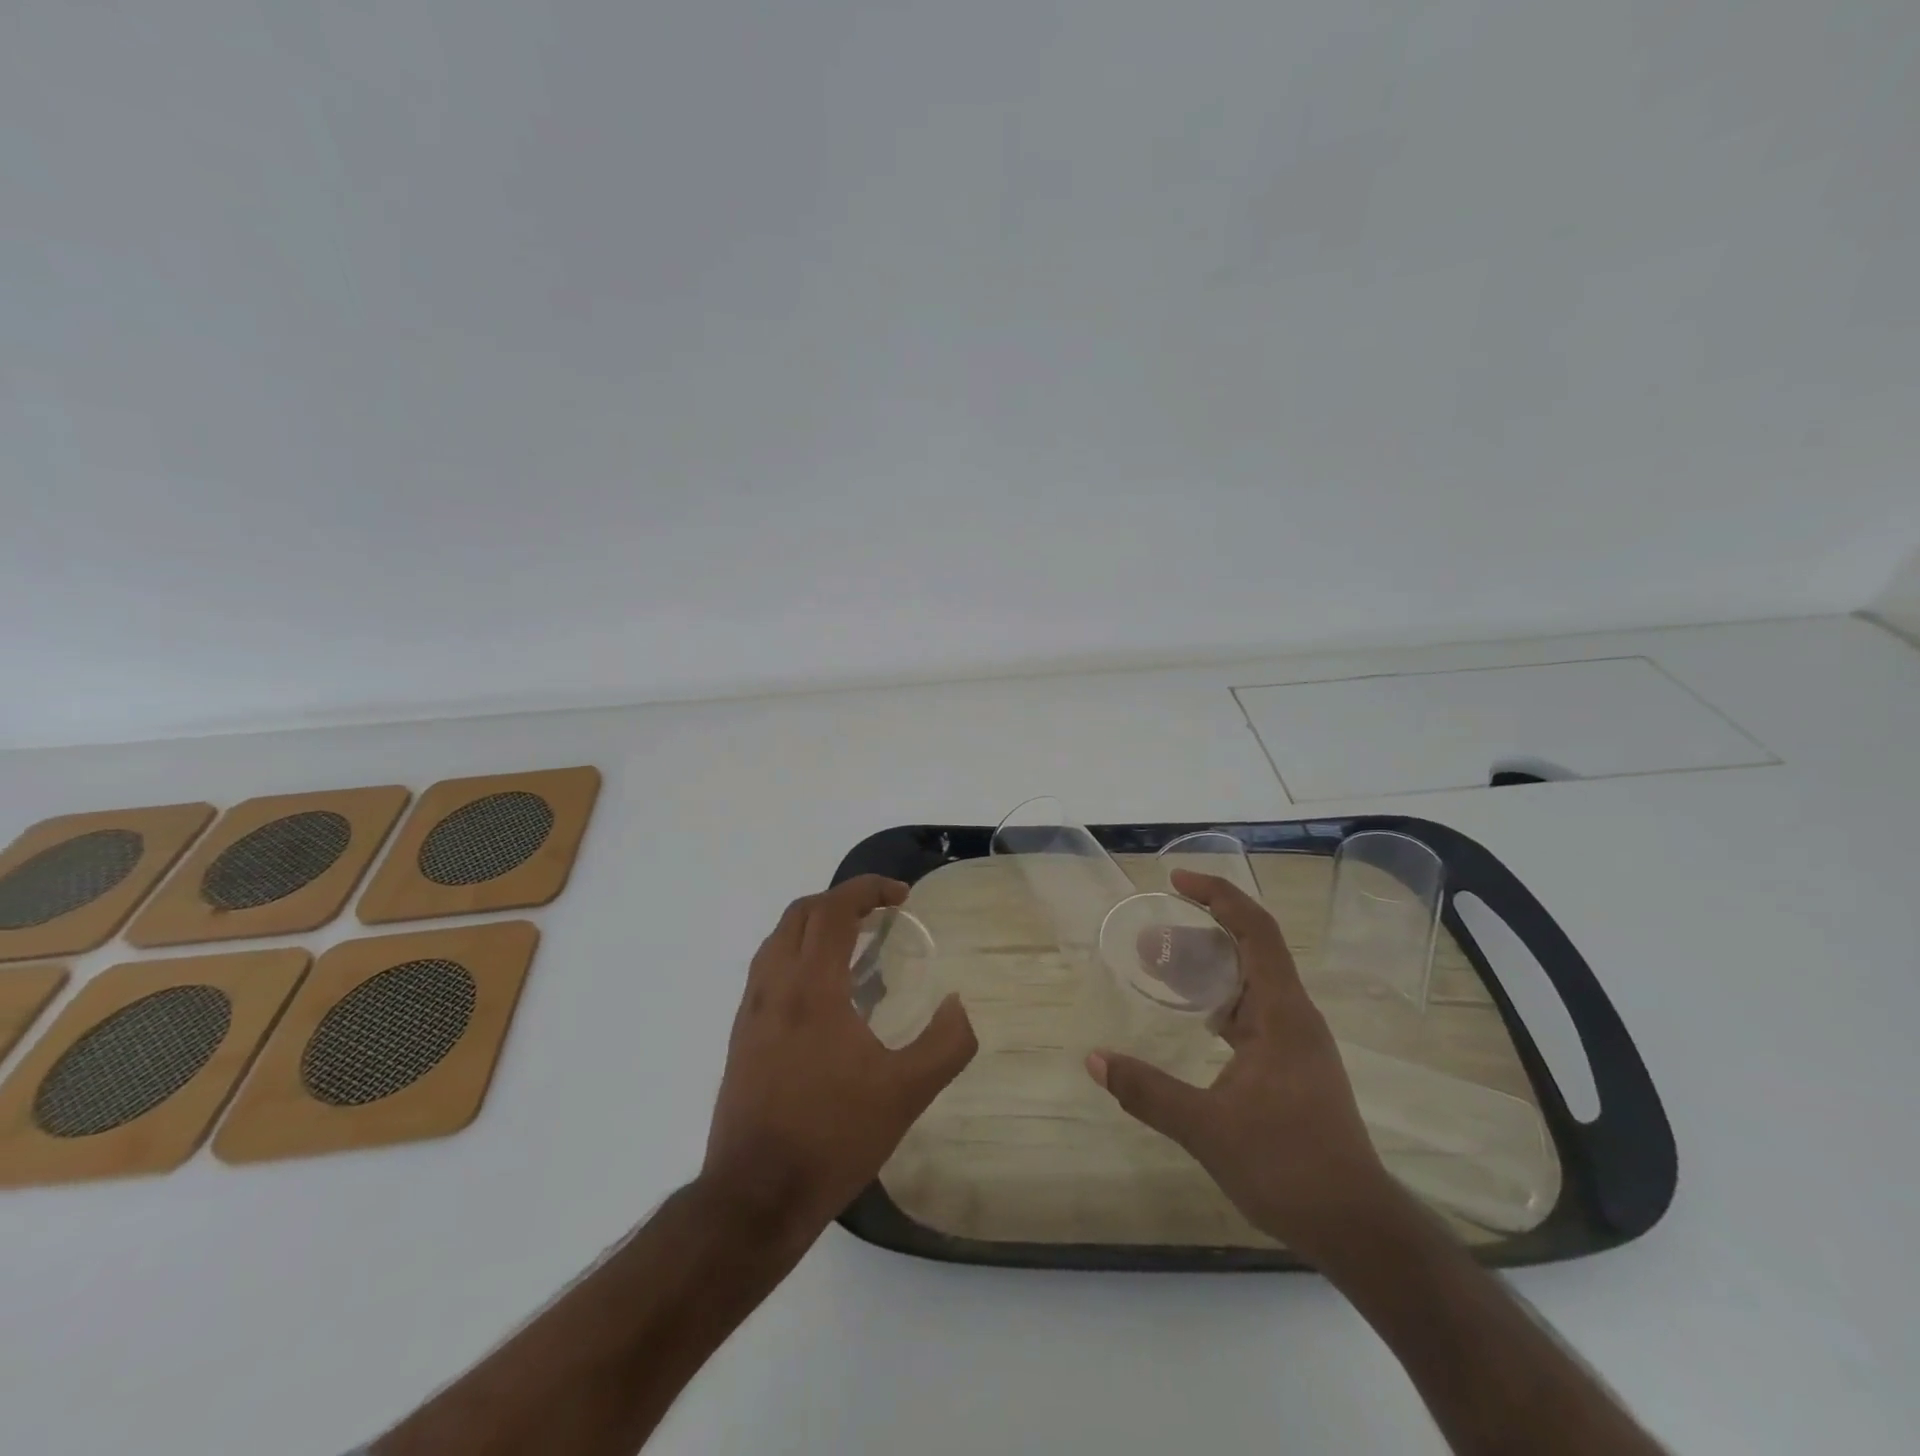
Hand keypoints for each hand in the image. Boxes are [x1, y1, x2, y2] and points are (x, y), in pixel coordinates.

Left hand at [702, 875, 977, 1245]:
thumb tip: (958, 1004)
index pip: (833, 909)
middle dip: (841, 900)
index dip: (868, 889)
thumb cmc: (833, 1137)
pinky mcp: (740, 1037)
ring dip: (814, 925)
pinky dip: (796, 954)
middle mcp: (774, 986)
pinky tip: (822, 993)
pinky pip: (767, 970)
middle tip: (879, 914)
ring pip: (778, 939)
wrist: (754, 1198)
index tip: (901, 896)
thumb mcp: (906, 1094)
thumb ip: (946, 1044)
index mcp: (812, 987)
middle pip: (801, 913)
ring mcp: (751, 1011)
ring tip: (853, 945)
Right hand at [1087, 868, 1392, 1264]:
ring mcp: (1296, 1042)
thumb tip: (1093, 1059)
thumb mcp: (1207, 1128)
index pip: (1255, 930)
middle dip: (1200, 930)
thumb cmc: (1287, 1166)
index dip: (1219, 896)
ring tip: (1160, 967)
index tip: (1177, 882)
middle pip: (1250, 948)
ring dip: (1208, 967)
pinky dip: (1219, 1000)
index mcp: (1282, 1013)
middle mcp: (1293, 1016)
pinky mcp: (1293, 1065)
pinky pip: (1252, 1011)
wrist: (1355, 1227)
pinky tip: (1194, 1017)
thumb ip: (1147, 1091)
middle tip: (1151, 936)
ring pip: (1250, 981)